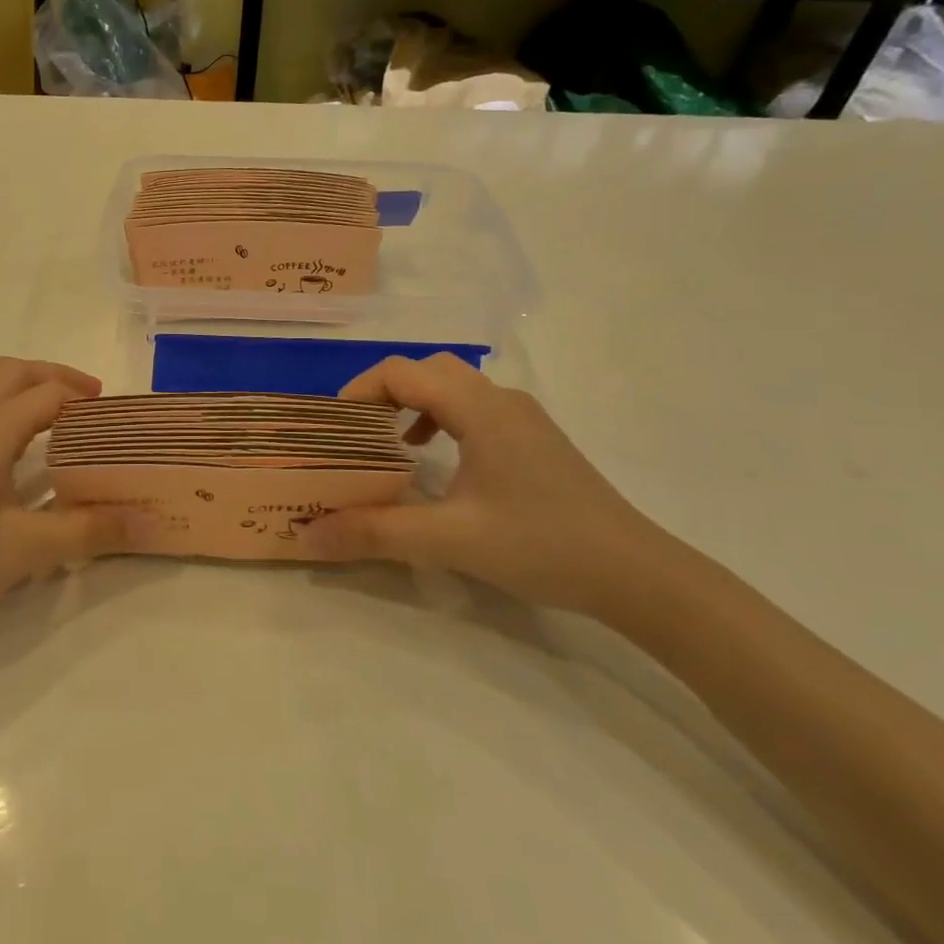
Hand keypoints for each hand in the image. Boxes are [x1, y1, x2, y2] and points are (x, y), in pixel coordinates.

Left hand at [0, 358, 136, 638]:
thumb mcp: (23, 552)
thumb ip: (84, 533)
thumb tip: (142, 523)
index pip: (45, 394)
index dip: (82, 397)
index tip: (113, 417)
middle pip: (10, 372)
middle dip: (52, 375)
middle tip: (87, 398)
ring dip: (13, 375)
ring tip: (41, 397)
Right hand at [305, 354, 679, 616]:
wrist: (636, 573)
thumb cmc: (541, 544)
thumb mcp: (449, 540)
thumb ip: (374, 533)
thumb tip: (307, 535)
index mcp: (478, 408)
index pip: (402, 371)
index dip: (359, 389)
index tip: (333, 426)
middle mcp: (500, 399)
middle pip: (427, 370)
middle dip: (383, 392)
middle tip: (355, 432)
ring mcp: (523, 418)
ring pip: (454, 387)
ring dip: (413, 404)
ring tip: (389, 444)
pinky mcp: (535, 440)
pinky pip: (474, 409)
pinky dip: (441, 421)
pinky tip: (437, 461)